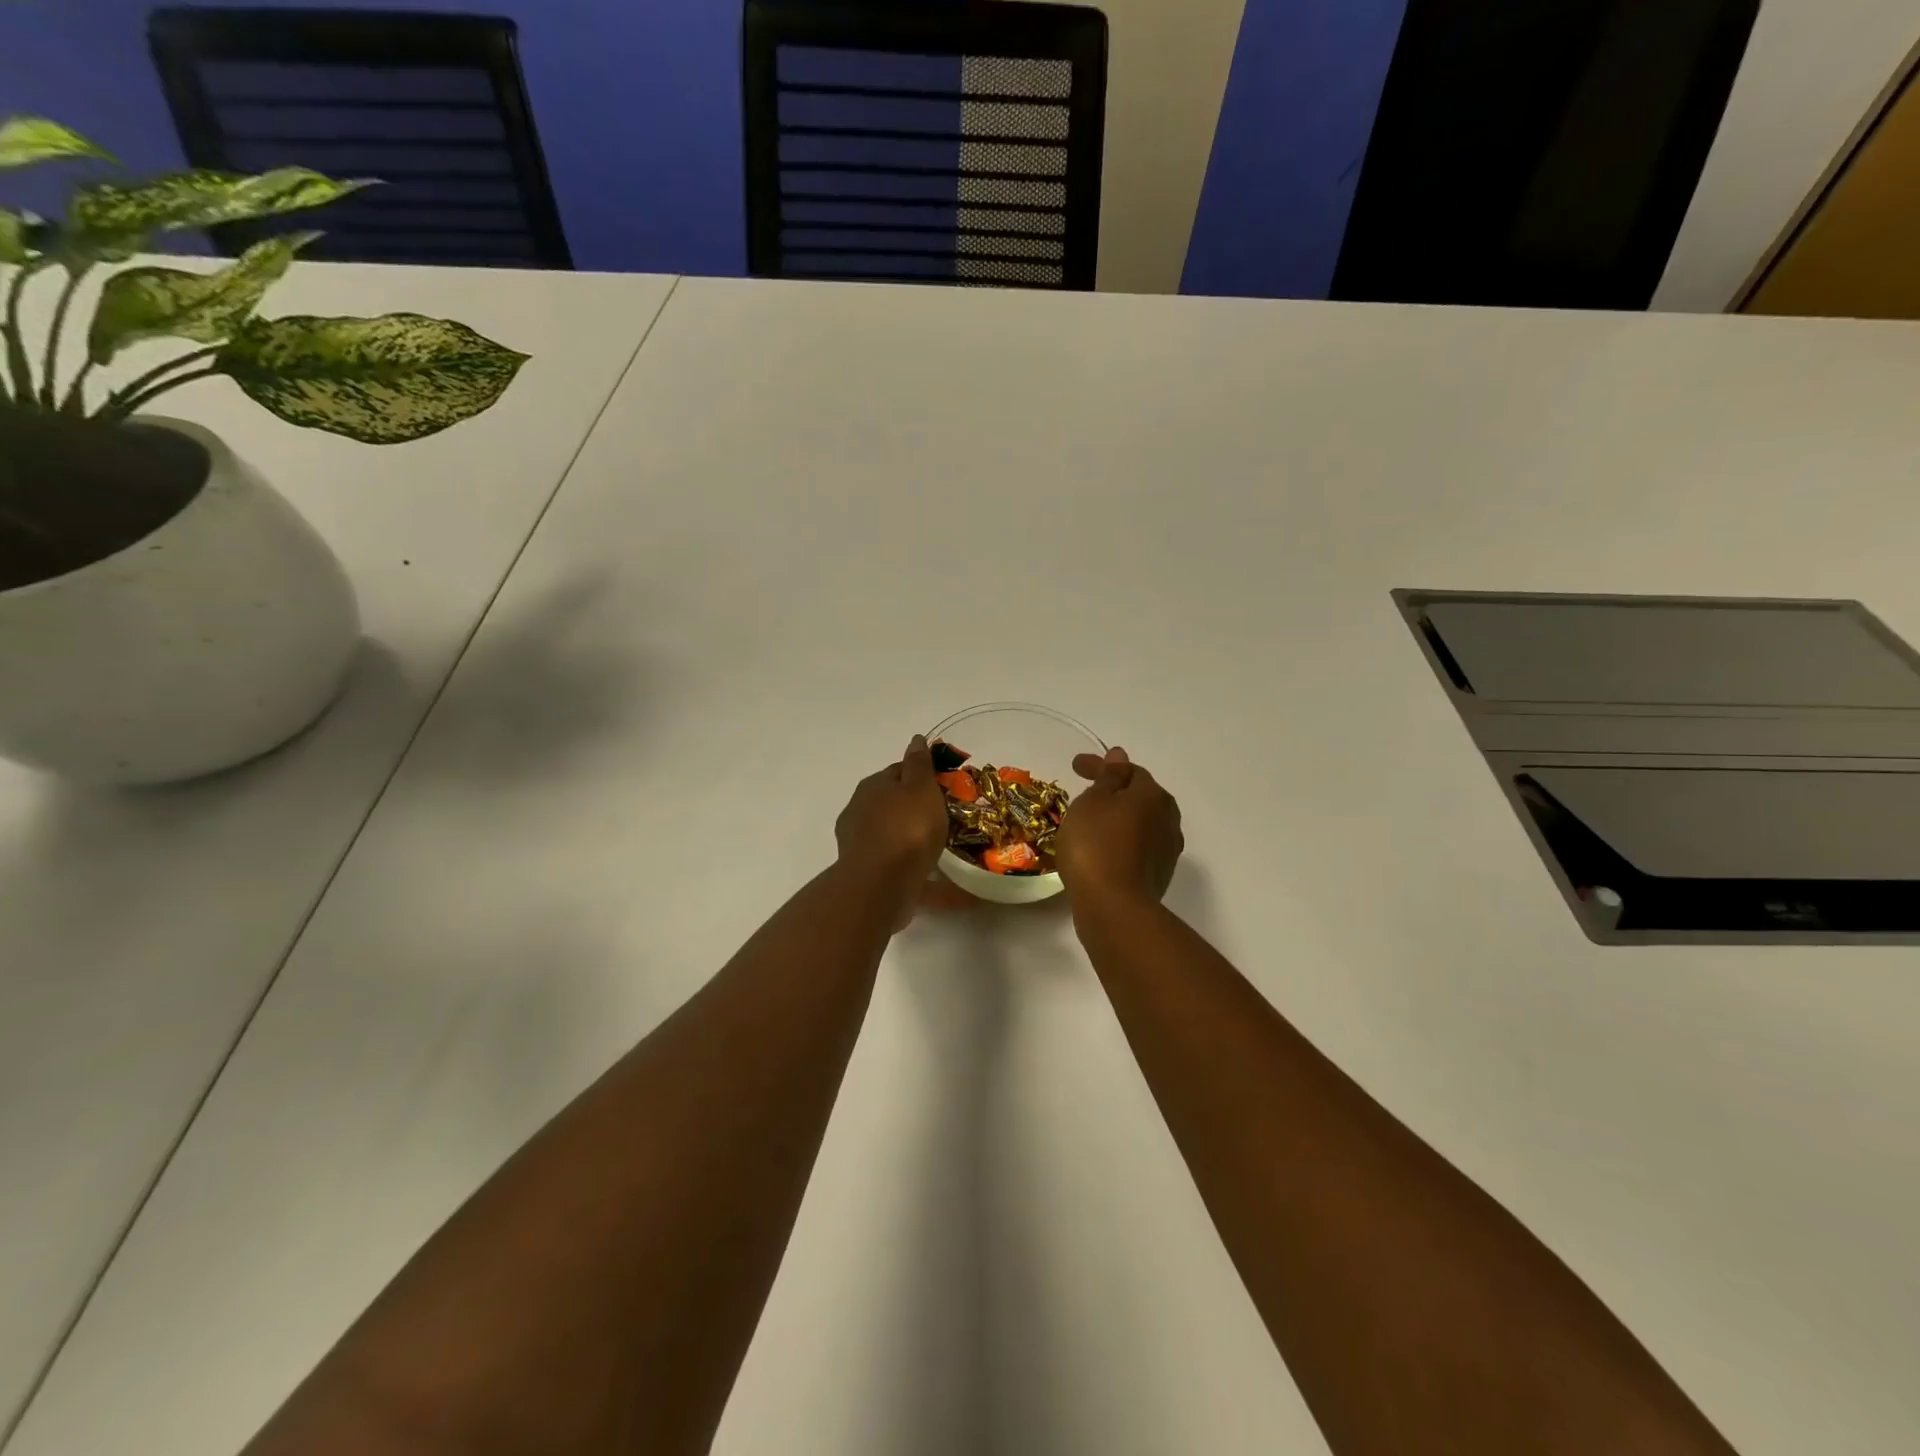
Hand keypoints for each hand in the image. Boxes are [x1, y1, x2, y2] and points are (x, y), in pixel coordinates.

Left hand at [835, 735, 948, 917]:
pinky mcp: (867, 872)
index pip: (899, 771)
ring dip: (912, 839)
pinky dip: (914, 867)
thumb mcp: (920, 788)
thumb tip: (916, 739)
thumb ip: (919, 764)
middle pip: (894, 803)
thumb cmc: (906, 829)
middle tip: (946, 818)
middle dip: (916, 808)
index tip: (944, 787)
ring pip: (893, 834)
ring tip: (943, 851)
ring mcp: (860, 842)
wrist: (880, 885)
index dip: (923, 776)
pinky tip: (937, 878)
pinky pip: (896, 865)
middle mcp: (860, 810)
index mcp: (873, 785)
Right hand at [1055, 747, 1183, 908]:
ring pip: (1141, 823)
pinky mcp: (1158, 876)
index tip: (1075, 766)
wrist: (1113, 906)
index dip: (1101, 765)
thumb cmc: (1096, 844)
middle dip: (1116, 791)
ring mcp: (1166, 850)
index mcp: (1153, 795)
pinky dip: (1120, 841)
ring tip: (1092, 822)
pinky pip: (1137, 847)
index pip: (1128, 770)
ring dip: (1119, 818)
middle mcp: (1168, 819)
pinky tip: (1101, 849)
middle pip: (1140, 796)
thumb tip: (1120, 755)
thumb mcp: (1093, 802)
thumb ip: (1108, 777)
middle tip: (1087, 791)